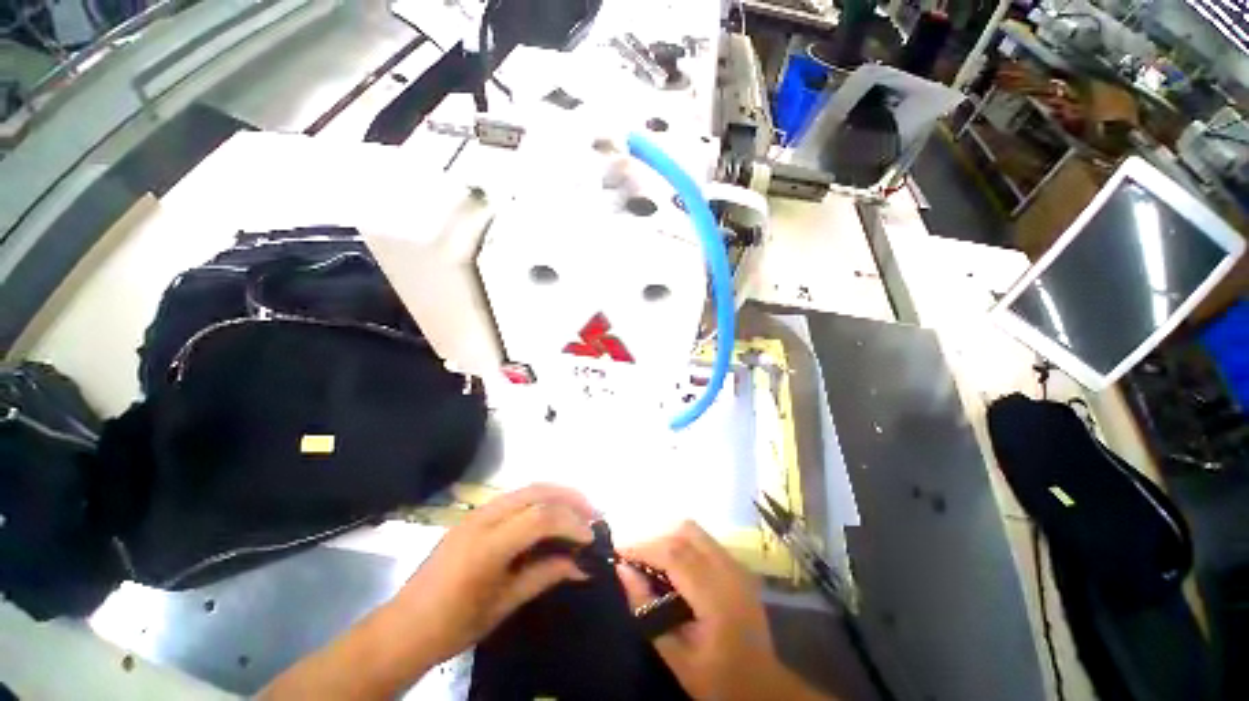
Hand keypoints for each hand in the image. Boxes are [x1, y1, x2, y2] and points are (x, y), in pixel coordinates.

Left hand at [263, 484, 595, 700]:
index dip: (571, 523)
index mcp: (487, 545)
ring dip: (557, 494)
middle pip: (537, 491)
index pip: (541, 517)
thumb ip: (545, 575)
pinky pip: (515, 497)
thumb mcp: (504, 605)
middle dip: (570, 497)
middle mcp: (483, 518)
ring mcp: (476, 512)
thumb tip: (582, 564)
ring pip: (527, 488)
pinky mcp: (474, 514)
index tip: (591, 537)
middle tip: (593, 513)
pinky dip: (540, 499)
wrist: (404, 627)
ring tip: (578, 509)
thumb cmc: (453, 625)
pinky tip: (550, 514)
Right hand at [618, 521, 828, 700]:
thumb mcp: (675, 654)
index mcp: (716, 595)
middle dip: (656, 539)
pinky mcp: (738, 565)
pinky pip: (704, 541)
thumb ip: (645, 608)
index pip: (674, 554)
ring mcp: (736, 564)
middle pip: (686, 532)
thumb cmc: (717, 678)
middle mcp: (729, 569)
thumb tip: (622, 570)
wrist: (762, 686)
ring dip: (669, 539)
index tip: (619, 552)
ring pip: (695, 531)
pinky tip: (673, 566)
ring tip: (651, 561)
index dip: (644, 547)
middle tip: (636, 559)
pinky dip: (683, 544)